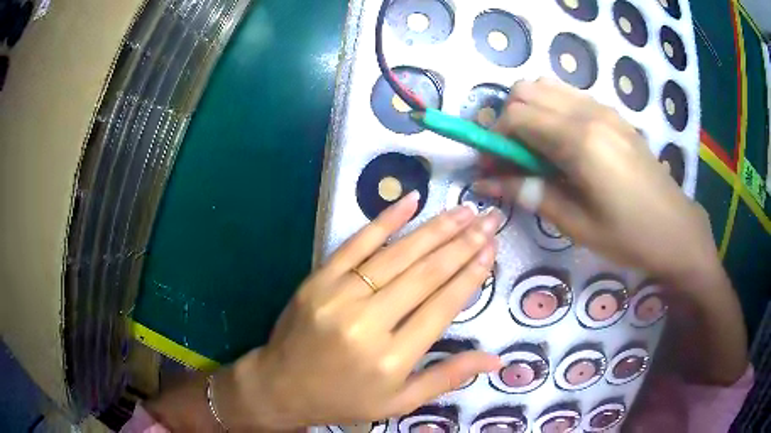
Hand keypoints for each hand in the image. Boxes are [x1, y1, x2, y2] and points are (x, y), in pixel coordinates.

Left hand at [215, 192, 502, 429]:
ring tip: (465, 211)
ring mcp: (339, 296)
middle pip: (426, 274)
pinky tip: (412, 200)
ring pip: (398, 255)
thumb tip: (496, 360)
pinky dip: (385, 219)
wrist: (281, 386)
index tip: (492, 248)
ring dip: (436, 229)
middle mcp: (367, 323)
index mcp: (391, 359)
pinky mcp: (318, 279)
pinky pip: (356, 243)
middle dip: (464, 243)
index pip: (442, 307)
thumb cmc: (344, 399)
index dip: (471, 275)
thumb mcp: (399, 402)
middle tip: (489, 219)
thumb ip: (447, 378)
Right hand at [475, 78, 746, 385]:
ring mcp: (603, 109)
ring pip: (545, 86)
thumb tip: (489, 183)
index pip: (516, 116)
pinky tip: (561, 142)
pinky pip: (569, 94)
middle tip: (512, 158)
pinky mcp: (613, 114)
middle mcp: (588, 113)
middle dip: (507, 121)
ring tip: (535, 149)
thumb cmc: (628, 235)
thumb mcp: (577, 224)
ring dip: (529, 111)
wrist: (676, 228)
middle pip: (525, 91)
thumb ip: (531, 194)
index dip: (493, 139)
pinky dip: (551, 109)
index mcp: (579, 141)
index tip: (490, 167)